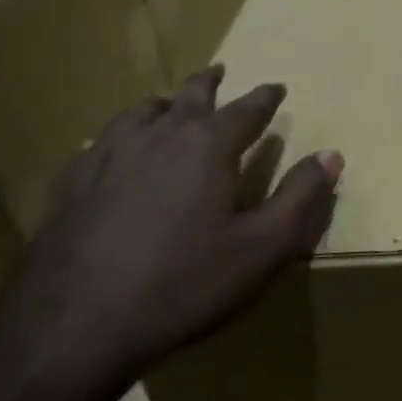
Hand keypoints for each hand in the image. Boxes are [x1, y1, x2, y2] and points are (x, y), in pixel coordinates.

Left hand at [0, 66, 341, 400]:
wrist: (71, 329)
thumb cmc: (184, 284)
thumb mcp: (264, 247)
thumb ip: (302, 198)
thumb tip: (331, 155)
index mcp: (205, 147)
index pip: (245, 109)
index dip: (265, 98)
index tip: (276, 87)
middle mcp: (155, 138)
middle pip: (187, 98)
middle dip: (208, 84)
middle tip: (219, 72)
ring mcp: (105, 159)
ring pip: (138, 114)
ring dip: (161, 104)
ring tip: (168, 103)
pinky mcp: (69, 187)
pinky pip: (99, 143)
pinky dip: (118, 135)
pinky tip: (112, 150)